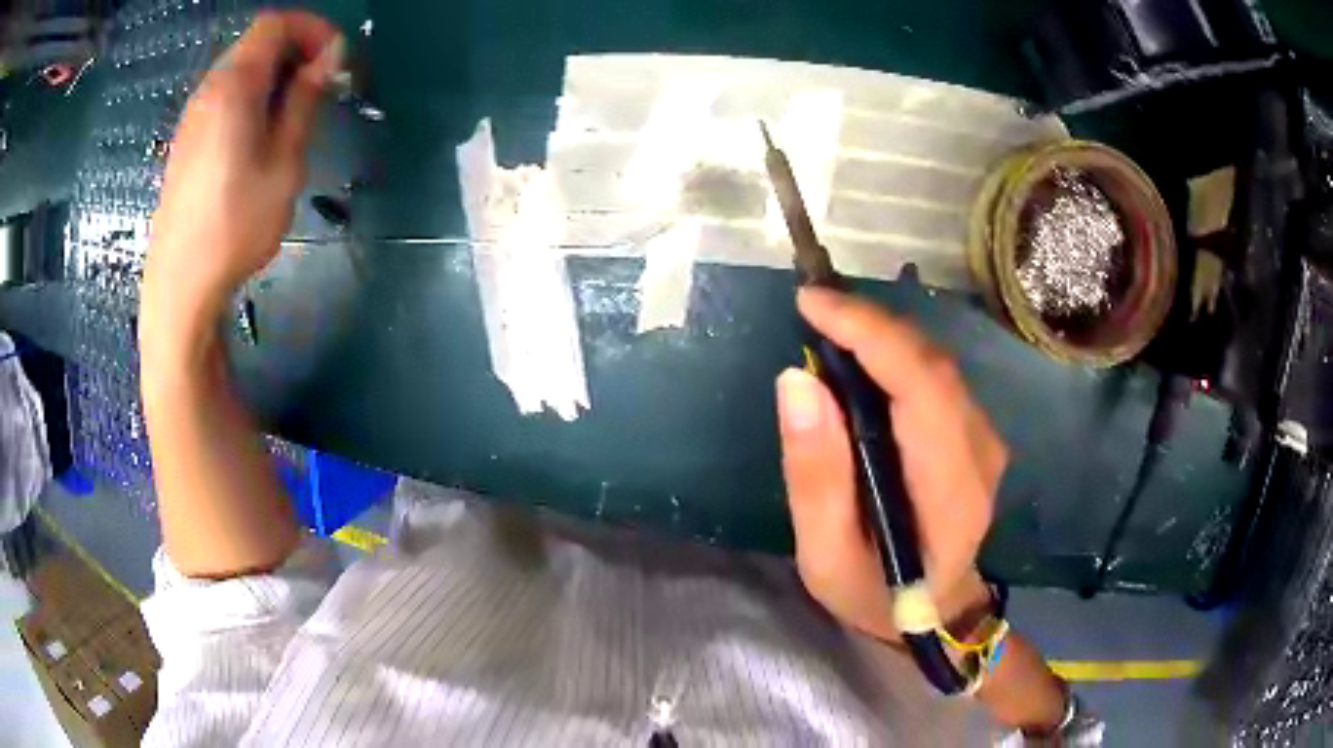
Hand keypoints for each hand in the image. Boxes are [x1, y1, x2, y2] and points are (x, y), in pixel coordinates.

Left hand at [143, 12, 341, 334]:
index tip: (334, 61)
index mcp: (234, 85)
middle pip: (256, 42)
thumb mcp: (283, 162)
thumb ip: (304, 100)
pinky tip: (259, 137)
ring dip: (274, 76)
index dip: (311, 29)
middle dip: (295, 51)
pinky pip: (224, 96)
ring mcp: (193, 116)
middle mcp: (209, 90)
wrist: (179, 285)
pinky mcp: (186, 141)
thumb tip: (329, 56)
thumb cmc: (235, 226)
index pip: (276, 23)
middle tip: (319, 89)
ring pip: (240, 69)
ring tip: (292, 116)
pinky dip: (251, 97)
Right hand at [776, 287, 1007, 641]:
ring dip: (881, 335)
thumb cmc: (877, 594)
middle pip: (932, 364)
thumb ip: (815, 475)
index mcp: (951, 491)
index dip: (869, 333)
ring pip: (936, 363)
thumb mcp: (826, 555)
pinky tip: (860, 356)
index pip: (922, 386)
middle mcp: (982, 453)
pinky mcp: (977, 433)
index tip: (811, 303)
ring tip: (827, 324)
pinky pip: (937, 377)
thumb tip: (797, 381)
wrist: (938, 611)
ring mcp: (987, 440)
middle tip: (810, 307)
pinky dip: (895, 354)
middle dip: (869, 324)